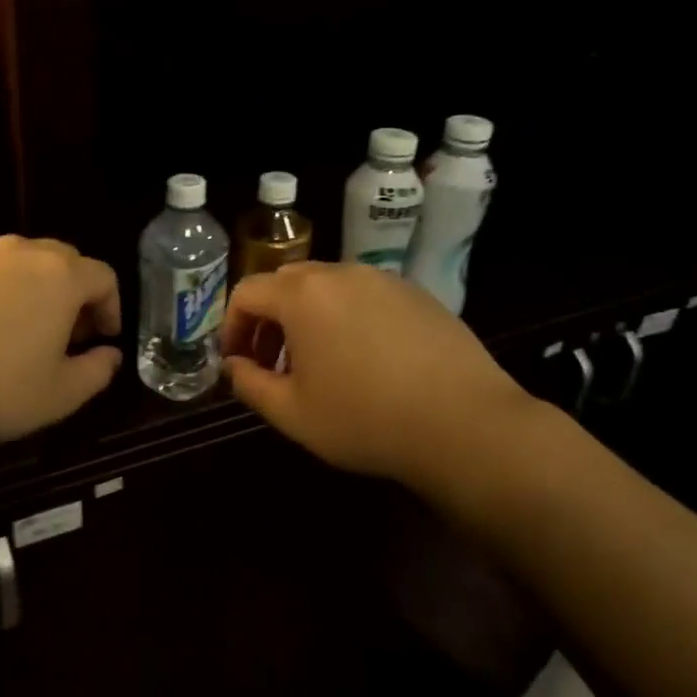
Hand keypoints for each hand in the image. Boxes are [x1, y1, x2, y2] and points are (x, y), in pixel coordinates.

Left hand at [0, 236, 121, 453]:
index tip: (103, 337)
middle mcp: (19, 252)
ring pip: (15, 261)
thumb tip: (109, 354)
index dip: (110, 306)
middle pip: (61, 260)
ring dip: (28, 287)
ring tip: (15, 328)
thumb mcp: (61, 395)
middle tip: (63, 333)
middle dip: (71, 293)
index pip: (102, 276)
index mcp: (59, 277)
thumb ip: (97, 371)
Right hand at [220, 262, 540, 490]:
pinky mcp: (417, 295)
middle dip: (269, 320)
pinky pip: (365, 296)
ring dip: (308, 317)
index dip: (232, 327)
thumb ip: (249, 384)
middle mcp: (341, 273)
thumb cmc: (364, 419)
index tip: (237, 362)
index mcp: (303, 295)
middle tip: (273, 362)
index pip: (247, 292)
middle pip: (286, 283)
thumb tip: (233, 365)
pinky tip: (365, 360)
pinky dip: (347, 318)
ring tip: (319, 363)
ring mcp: (384, 281)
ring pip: (328, 287)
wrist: (464, 423)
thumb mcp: (291, 413)